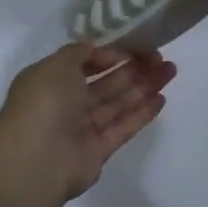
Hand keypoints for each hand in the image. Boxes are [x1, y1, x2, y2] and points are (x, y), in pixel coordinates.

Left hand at [0, 44, 176, 204]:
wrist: (37, 160)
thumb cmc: (44, 103)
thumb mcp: (56, 65)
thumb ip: (78, 52)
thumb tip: (95, 46)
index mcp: (50, 80)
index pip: (84, 63)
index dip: (110, 54)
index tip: (135, 46)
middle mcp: (65, 103)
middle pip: (106, 83)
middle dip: (133, 68)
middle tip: (161, 57)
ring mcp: (82, 128)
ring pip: (118, 103)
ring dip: (144, 87)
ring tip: (170, 71)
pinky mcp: (98, 151)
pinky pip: (123, 128)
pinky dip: (141, 114)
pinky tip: (161, 99)